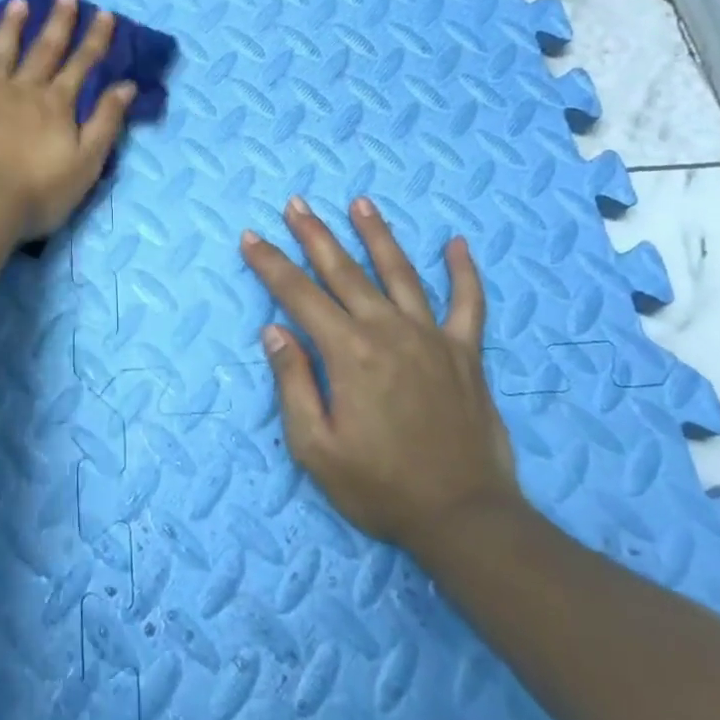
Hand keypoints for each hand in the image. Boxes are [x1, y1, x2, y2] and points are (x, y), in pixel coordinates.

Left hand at [0, 0, 136, 242]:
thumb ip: (106, 123)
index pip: (82, 64)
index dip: (96, 39)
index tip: (105, 14)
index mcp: (57, 105)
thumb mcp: (86, 163)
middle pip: (44, 50)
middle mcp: (23, 91)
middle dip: (58, 22)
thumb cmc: (38, 193)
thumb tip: (126, 86)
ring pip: (3, 53)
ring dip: (13, 27)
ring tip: (20, 2)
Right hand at [240, 196, 520, 551]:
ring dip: (377, 235)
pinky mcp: (466, 353)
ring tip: (360, 203)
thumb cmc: (380, 486)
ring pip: (400, 273)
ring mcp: (432, 337)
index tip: (251, 237)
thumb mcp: (316, 447)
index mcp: (348, 352)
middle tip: (296, 203)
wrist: (463, 517)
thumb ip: (293, 383)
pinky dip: (464, 271)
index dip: (271, 264)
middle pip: (345, 271)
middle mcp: (388, 331)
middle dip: (315, 235)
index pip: (299, 295)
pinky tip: (457, 243)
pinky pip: (468, 303)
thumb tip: (274, 330)